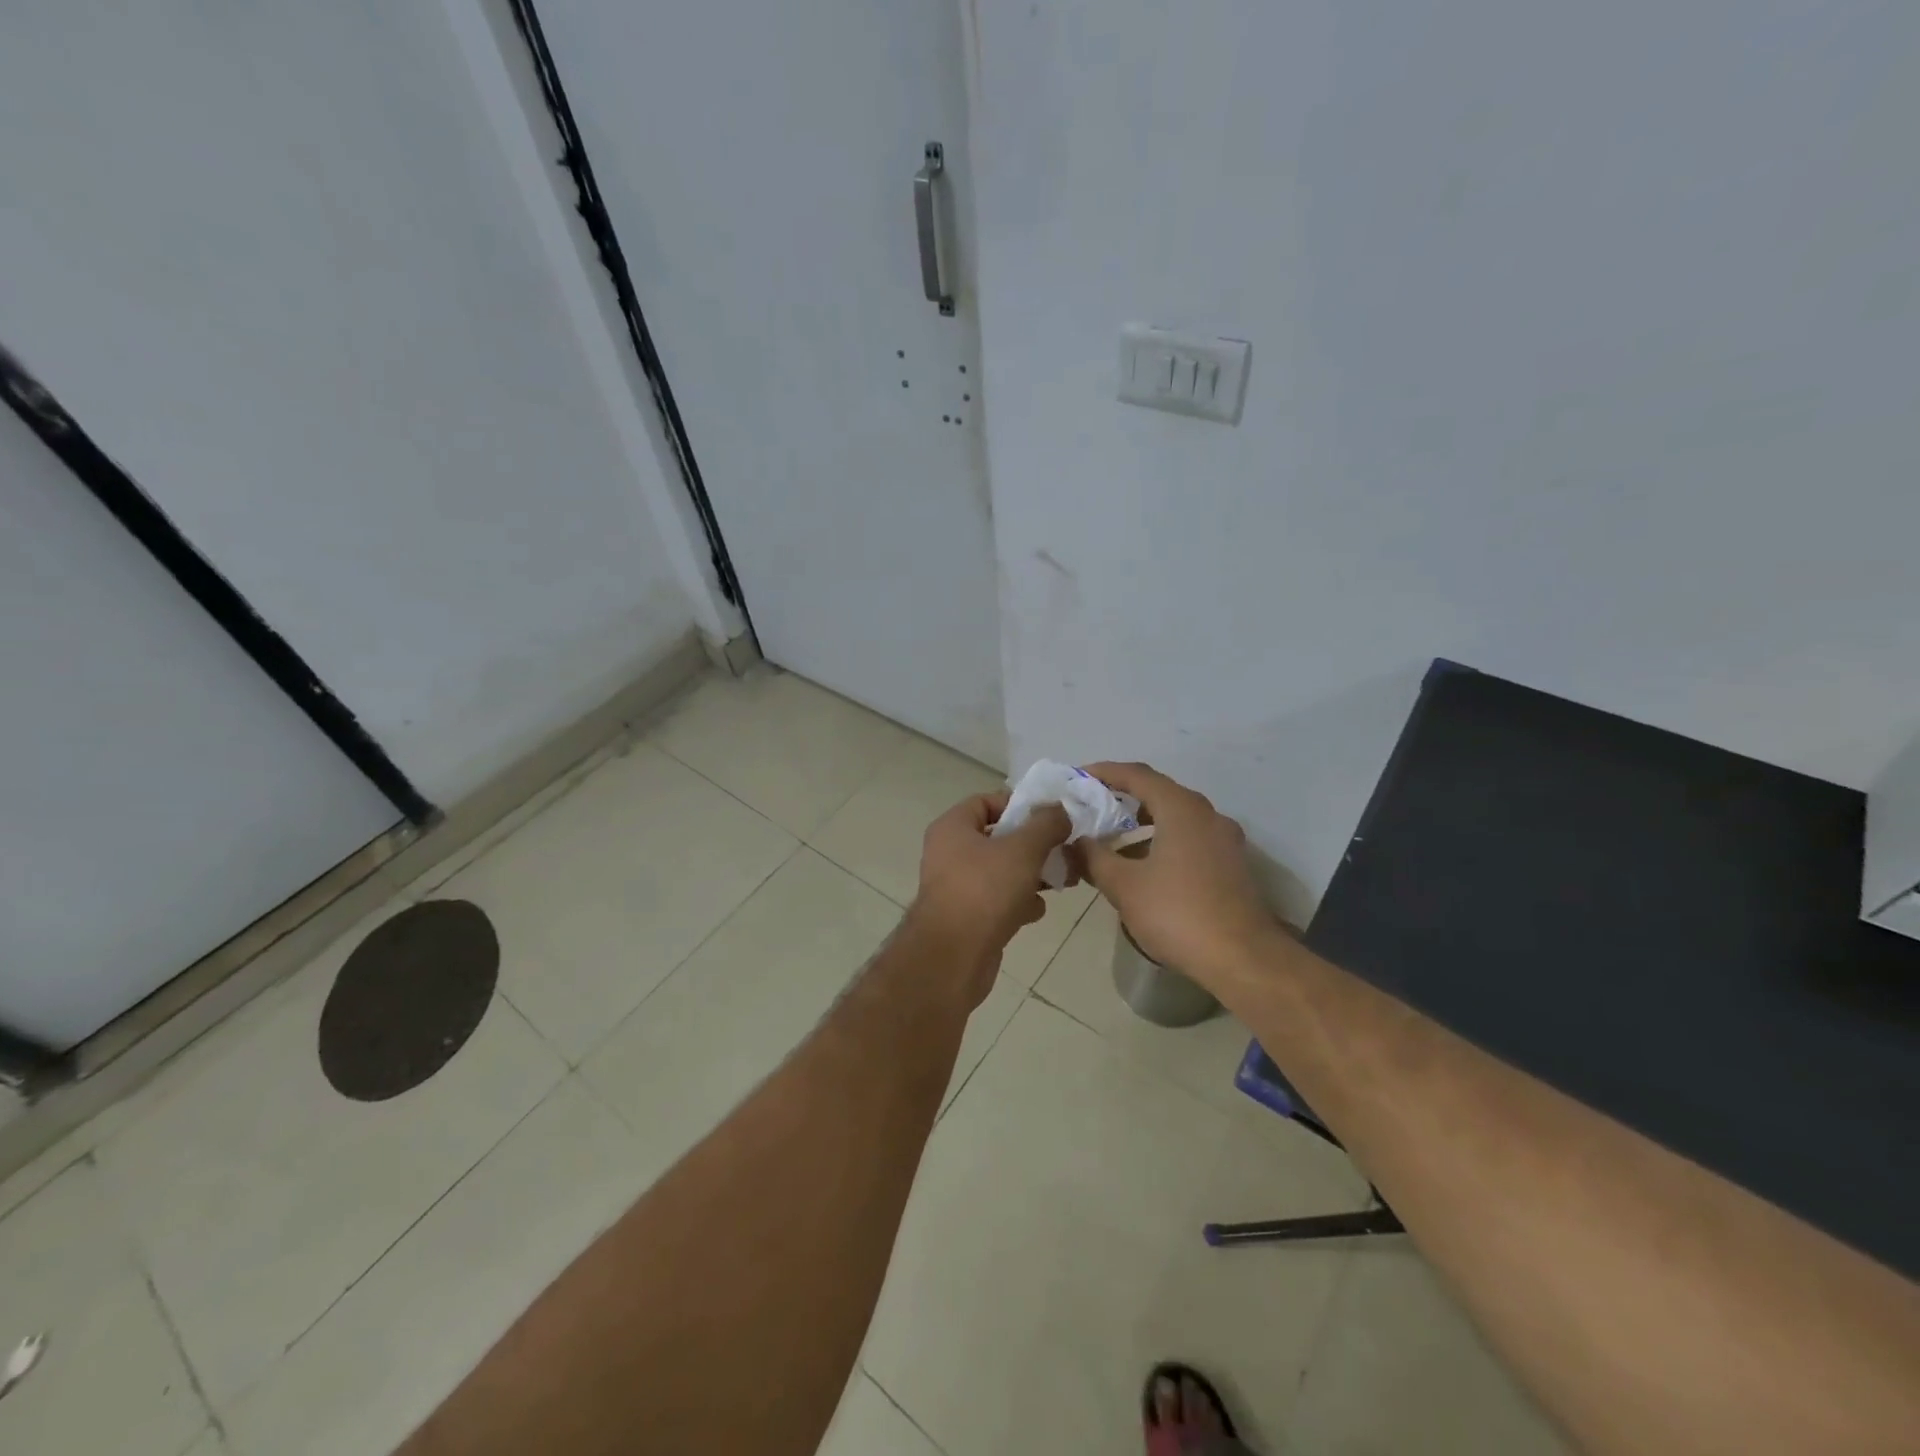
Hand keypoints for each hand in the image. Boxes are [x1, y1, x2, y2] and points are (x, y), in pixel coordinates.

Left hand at [910, 792, 1070, 1005]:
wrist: (953, 958)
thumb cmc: (985, 890)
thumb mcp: (1023, 849)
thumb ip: (1046, 825)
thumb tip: (1061, 810)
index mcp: (953, 828)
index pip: (986, 801)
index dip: (1019, 805)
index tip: (1050, 817)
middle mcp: (949, 853)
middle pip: (998, 838)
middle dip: (1033, 844)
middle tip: (1063, 849)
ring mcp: (956, 887)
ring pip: (1001, 871)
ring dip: (1030, 875)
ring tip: (1060, 880)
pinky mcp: (967, 917)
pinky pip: (997, 900)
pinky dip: (1018, 903)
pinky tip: (1036, 911)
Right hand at [1075, 762, 1278, 991]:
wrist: (1243, 959)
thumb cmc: (1177, 914)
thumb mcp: (1123, 885)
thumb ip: (1094, 857)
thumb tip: (1078, 841)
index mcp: (1181, 809)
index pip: (1137, 775)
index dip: (1104, 772)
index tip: (1078, 778)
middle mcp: (1207, 815)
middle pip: (1159, 792)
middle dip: (1122, 797)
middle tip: (1091, 807)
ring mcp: (1224, 840)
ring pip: (1176, 817)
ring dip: (1142, 822)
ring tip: (1111, 838)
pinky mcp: (1231, 865)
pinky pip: (1189, 838)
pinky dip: (1161, 840)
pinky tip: (1142, 866)